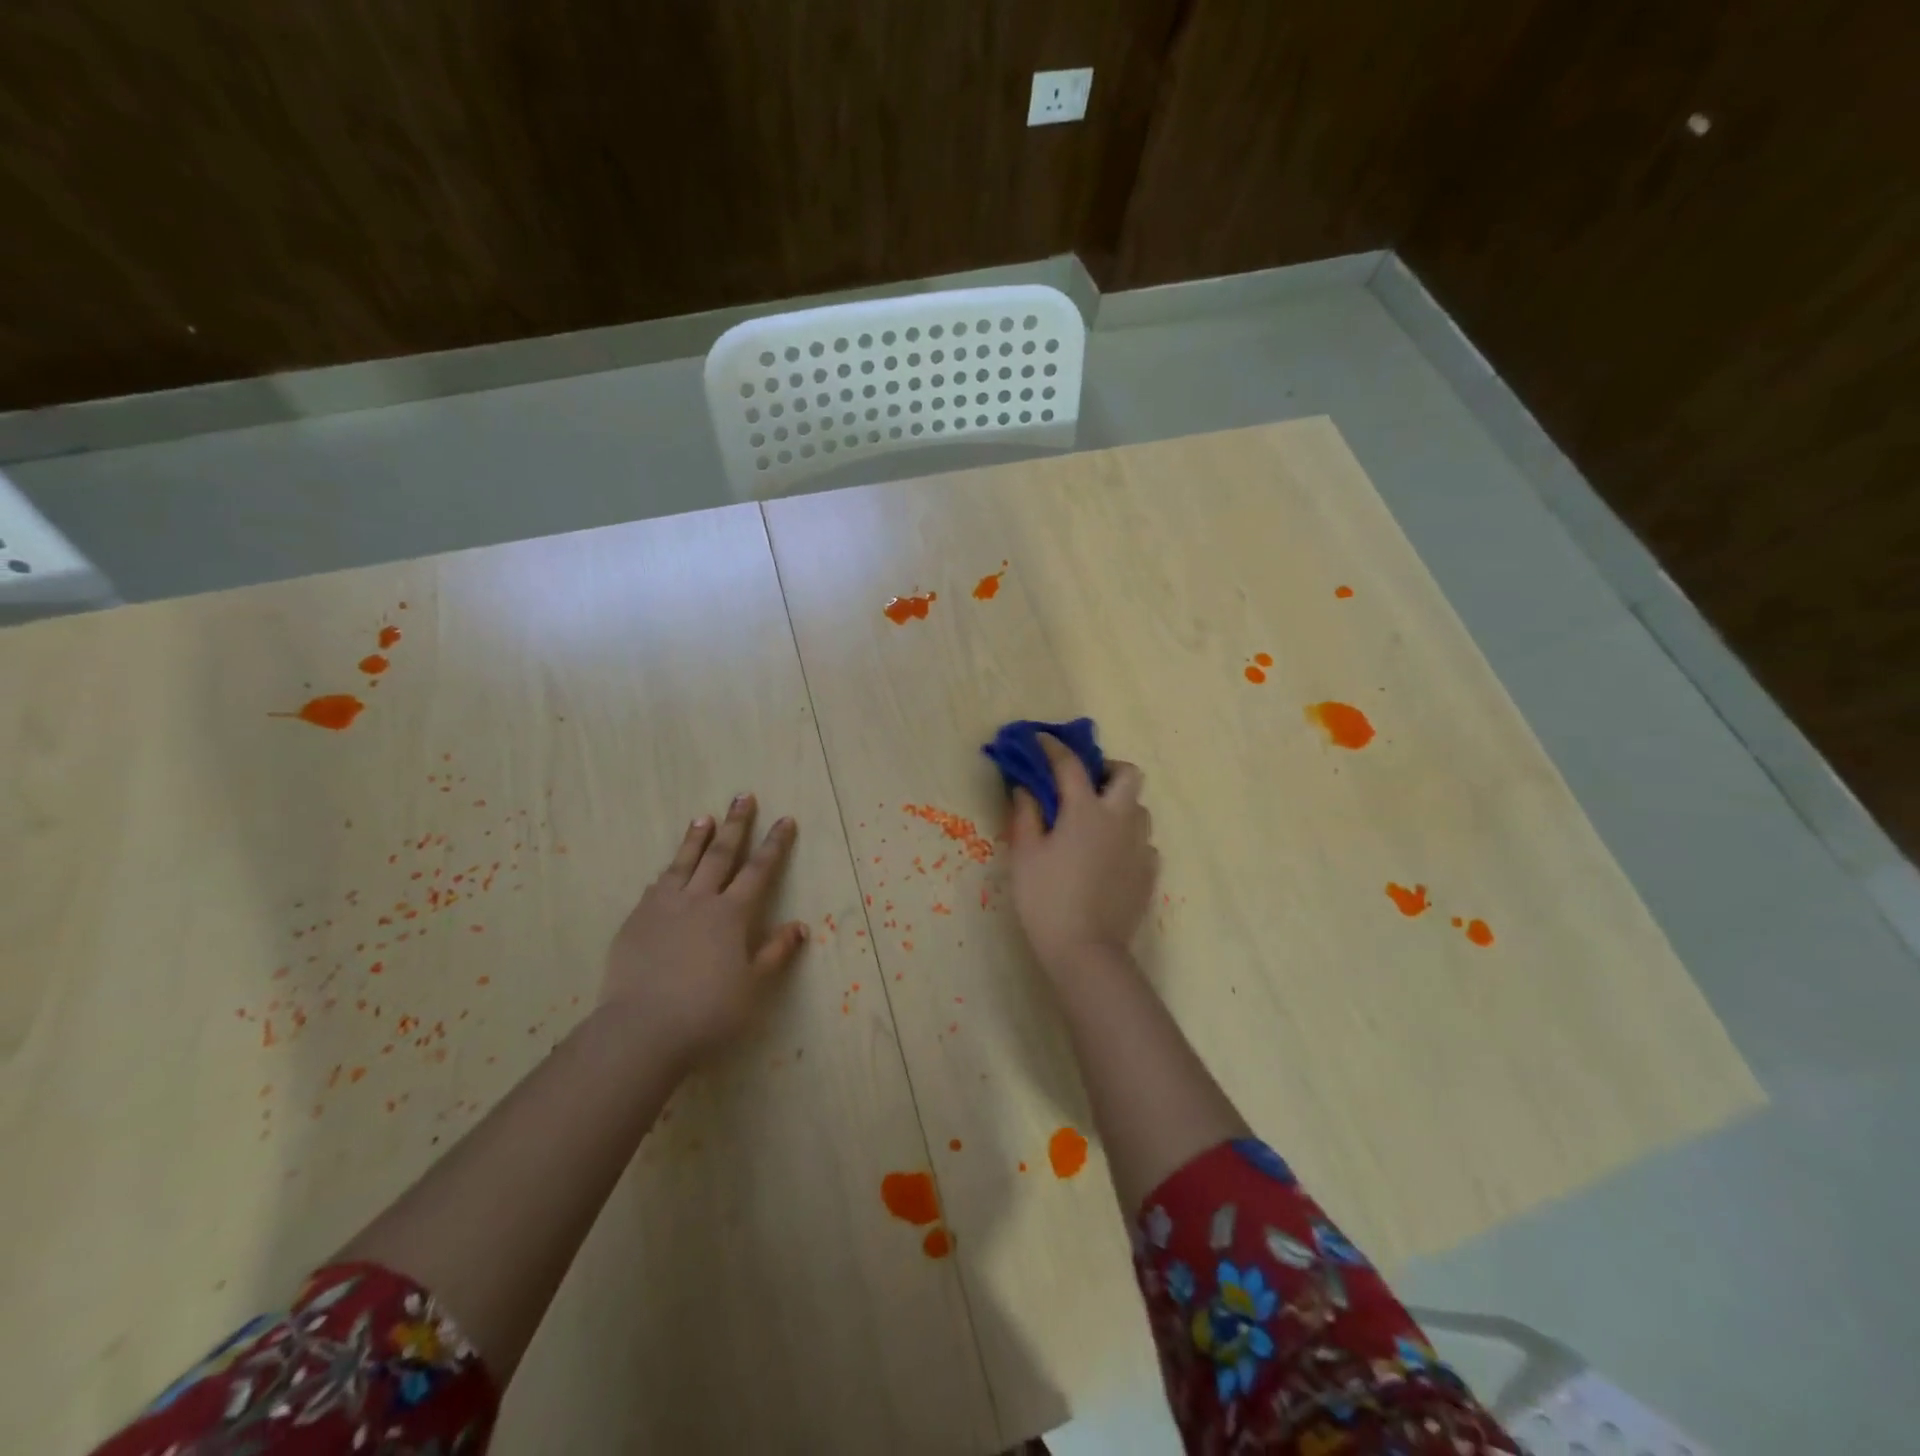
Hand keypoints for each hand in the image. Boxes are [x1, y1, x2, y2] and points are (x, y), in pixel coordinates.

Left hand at [599, 793, 807, 1064]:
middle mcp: (699, 900)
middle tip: (743, 796)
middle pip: (721, 854)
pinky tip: (667, 870)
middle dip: (736, 824)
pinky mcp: (636, 921)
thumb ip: (775, 953)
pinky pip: (656, 887)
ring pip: (684, 863)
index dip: (774, 844)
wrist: (642, 1029)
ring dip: (696, 838)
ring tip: (703, 817)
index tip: (785, 820)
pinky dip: (667, 872)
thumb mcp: (753, 987)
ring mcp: (664, 907)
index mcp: (732, 914)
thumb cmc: (708, 1011)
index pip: (759, 870)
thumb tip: (799, 926)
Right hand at [1006, 736, 1158, 971]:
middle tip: (1083, 784)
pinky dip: (1126, 838)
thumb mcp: (1025, 855)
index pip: (1070, 765)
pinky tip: (1108, 857)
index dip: (1053, 747)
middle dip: (1106, 769)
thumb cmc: (1046, 899)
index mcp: (1086, 811)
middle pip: (1128, 774)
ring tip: (1094, 823)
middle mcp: (1120, 819)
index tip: (1039, 739)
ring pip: (1139, 808)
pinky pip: (1143, 841)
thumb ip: (1026, 814)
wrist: (1086, 951)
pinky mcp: (1149, 871)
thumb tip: (1025, 787)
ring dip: (1119, 804)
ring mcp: (1140, 845)